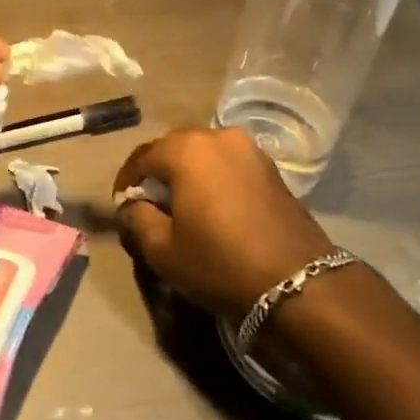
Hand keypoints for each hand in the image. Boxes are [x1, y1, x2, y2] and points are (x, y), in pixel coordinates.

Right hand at [114, 128, 336, 321]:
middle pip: (173, 149)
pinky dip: (214, 179)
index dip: (126, 182)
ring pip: (203, 155)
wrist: (297, 282)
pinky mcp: (271, 167)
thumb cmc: (219, 262)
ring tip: (183, 207)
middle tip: (150, 207)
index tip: (122, 207)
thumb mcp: (162, 250)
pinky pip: (228, 165)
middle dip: (157, 174)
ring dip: (187, 175)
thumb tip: (132, 206)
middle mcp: (217, 137)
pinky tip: (214, 208)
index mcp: (186, 149)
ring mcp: (249, 149)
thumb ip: (136, 219)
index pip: (141, 157)